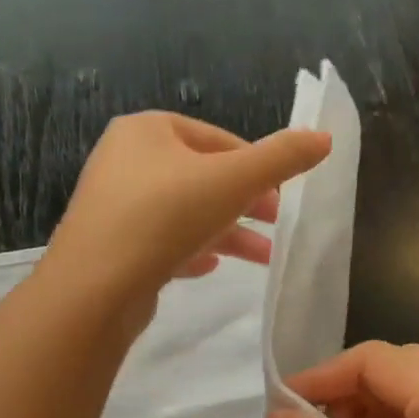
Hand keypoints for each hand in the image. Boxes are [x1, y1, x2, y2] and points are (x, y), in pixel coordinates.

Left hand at [44, 112, 330, 329]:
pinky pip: (158, 242)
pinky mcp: (109, 246)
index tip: (283, 193)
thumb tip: (324, 138)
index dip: (256, 165)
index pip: (216, 139)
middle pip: (199, 177)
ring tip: (261, 257)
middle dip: (244, 203)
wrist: (94, 286)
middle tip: (278, 225)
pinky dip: (189, 250)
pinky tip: (209, 268)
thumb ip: (281, 158)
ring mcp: (112, 206)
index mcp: (146, 130)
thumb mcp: (233, 180)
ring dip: (225, 232)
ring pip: (182, 213)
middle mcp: (123, 160)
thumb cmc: (165, 216)